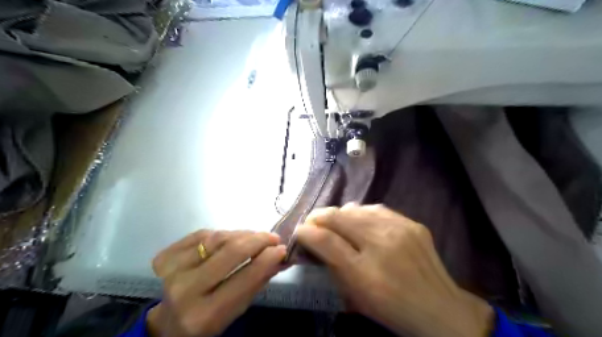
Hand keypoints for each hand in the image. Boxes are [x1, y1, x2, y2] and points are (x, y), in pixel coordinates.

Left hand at [147, 230, 285, 335]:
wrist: (170, 322)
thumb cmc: (209, 319)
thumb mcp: (237, 309)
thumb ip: (258, 281)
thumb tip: (281, 257)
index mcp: (205, 314)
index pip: (245, 278)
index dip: (267, 258)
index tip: (282, 248)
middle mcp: (185, 290)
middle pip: (231, 251)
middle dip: (258, 240)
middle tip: (273, 237)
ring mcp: (171, 271)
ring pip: (218, 238)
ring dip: (242, 234)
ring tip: (255, 237)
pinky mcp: (164, 256)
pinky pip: (202, 233)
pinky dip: (221, 233)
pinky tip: (231, 238)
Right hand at [296, 204, 493, 336]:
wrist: (440, 310)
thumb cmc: (391, 308)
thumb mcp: (355, 296)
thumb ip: (332, 266)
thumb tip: (314, 241)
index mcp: (364, 272)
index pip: (326, 241)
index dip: (307, 232)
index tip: (300, 230)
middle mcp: (381, 244)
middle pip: (339, 217)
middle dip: (320, 217)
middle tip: (313, 222)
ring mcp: (399, 229)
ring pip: (356, 209)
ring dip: (340, 214)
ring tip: (336, 221)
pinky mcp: (412, 223)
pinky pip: (377, 209)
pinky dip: (362, 213)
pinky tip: (360, 220)